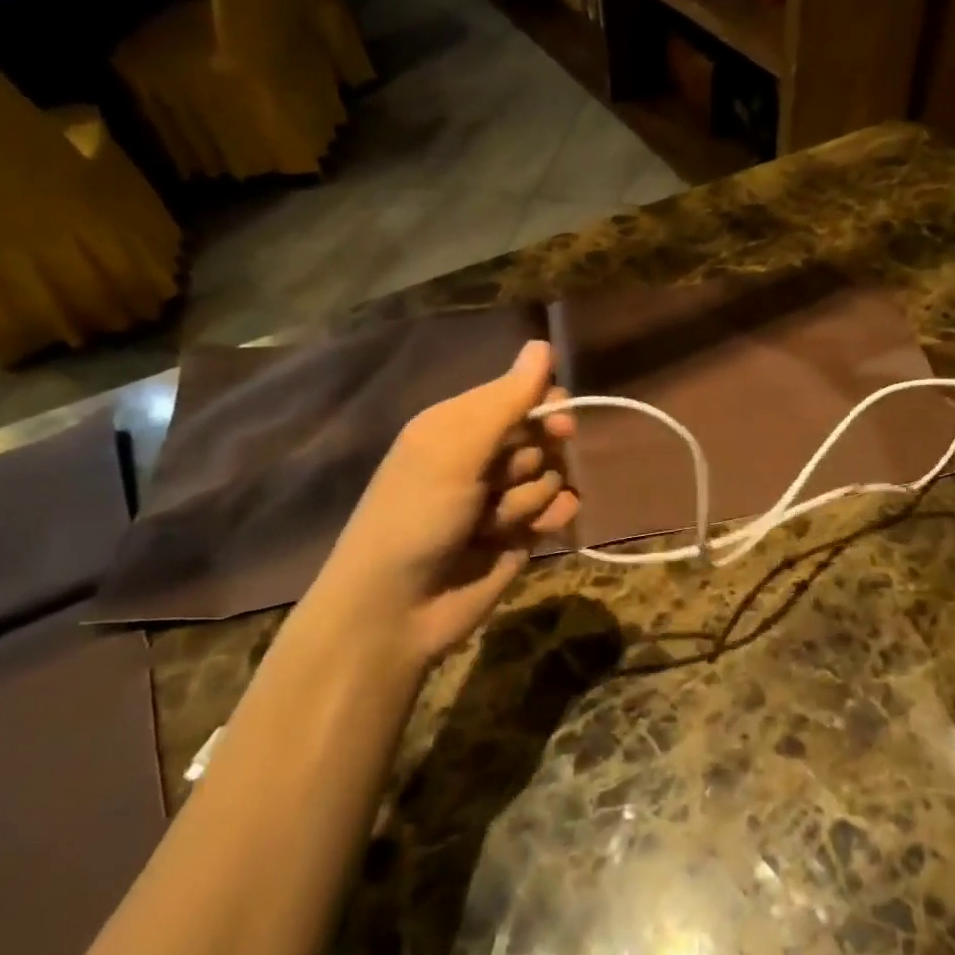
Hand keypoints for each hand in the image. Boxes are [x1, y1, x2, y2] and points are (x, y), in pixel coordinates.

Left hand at [309, 339, 577, 666]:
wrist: (396, 611)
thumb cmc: (416, 516)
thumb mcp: (456, 449)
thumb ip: (505, 400)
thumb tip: (542, 343)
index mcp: (458, 425)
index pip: (519, 394)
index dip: (544, 404)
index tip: (559, 419)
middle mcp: (482, 456)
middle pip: (541, 434)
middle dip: (536, 455)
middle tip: (514, 475)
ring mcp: (502, 498)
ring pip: (551, 475)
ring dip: (530, 497)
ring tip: (496, 523)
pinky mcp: (519, 535)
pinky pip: (557, 510)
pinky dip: (551, 518)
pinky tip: (533, 533)